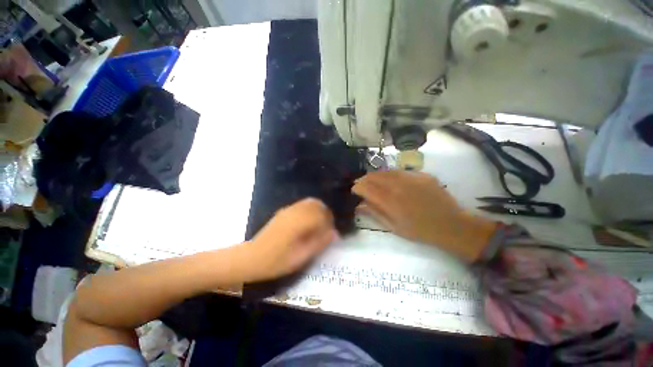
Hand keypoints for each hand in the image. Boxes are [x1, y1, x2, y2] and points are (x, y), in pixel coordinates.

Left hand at [240, 198, 337, 281]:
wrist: (251, 257)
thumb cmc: (276, 261)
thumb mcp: (301, 257)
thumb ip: (319, 243)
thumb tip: (335, 233)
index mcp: (299, 222)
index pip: (322, 214)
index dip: (329, 222)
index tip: (331, 233)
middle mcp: (295, 211)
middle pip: (317, 204)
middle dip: (325, 214)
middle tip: (326, 229)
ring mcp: (288, 209)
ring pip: (310, 202)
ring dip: (318, 211)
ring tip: (318, 226)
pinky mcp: (284, 211)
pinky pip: (302, 204)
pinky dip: (310, 210)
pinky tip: (308, 223)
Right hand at [352, 171, 497, 261]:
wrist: (451, 225)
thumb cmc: (420, 230)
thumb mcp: (394, 227)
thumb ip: (375, 213)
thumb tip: (360, 205)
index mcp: (390, 200)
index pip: (366, 188)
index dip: (357, 187)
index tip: (355, 190)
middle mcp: (398, 185)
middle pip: (374, 176)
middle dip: (364, 179)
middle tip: (361, 185)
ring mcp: (411, 178)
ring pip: (386, 171)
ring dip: (376, 175)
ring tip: (373, 181)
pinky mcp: (421, 174)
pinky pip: (400, 171)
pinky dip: (391, 174)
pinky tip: (391, 180)